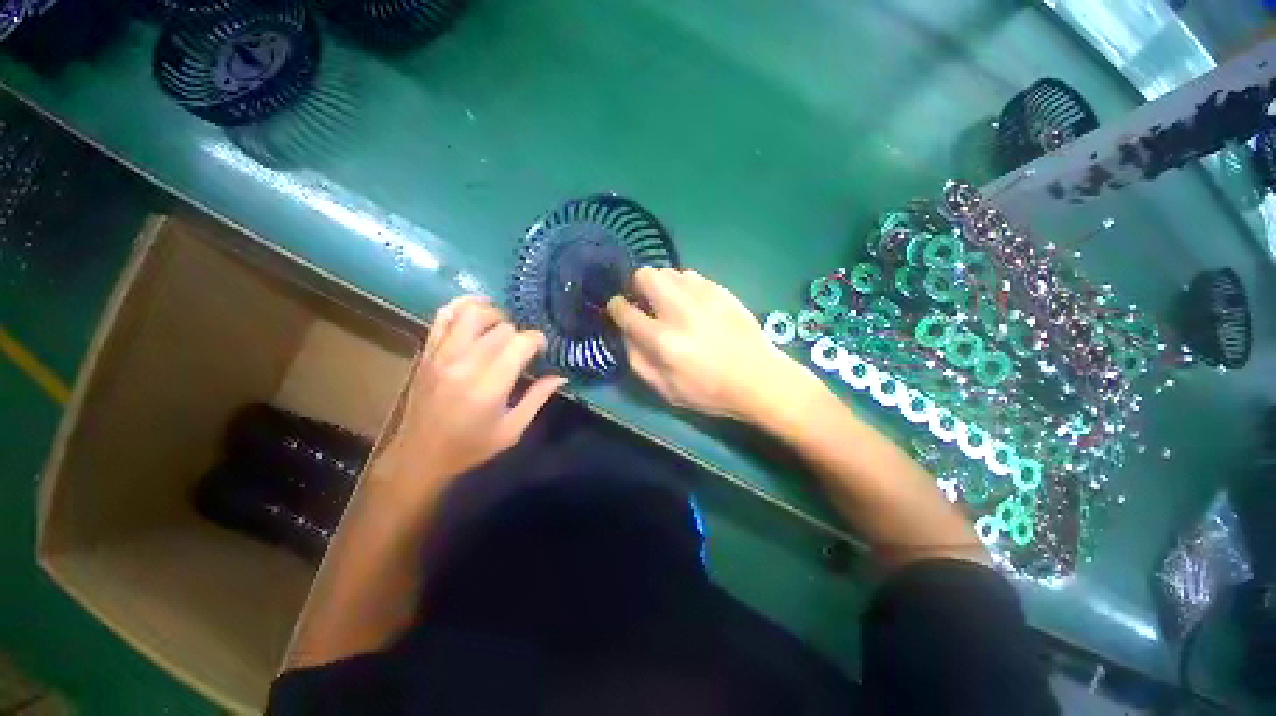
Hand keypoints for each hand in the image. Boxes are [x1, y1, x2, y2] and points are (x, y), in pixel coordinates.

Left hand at [374, 297, 565, 496]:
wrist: (419, 456)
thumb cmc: (471, 446)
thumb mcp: (513, 429)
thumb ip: (538, 398)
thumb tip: (561, 376)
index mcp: (489, 386)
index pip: (520, 343)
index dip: (537, 340)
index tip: (541, 349)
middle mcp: (465, 364)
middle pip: (501, 328)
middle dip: (519, 333)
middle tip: (522, 347)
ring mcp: (442, 354)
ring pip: (473, 313)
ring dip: (494, 314)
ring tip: (503, 326)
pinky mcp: (427, 351)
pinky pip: (443, 315)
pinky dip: (462, 305)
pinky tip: (478, 308)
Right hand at [607, 268, 820, 421]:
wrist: (757, 378)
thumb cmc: (708, 391)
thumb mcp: (665, 389)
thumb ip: (637, 359)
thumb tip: (626, 332)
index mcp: (661, 340)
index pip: (624, 310)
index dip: (616, 307)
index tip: (619, 309)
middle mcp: (678, 310)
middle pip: (644, 275)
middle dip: (637, 286)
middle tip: (646, 303)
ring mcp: (701, 295)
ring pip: (668, 272)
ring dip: (662, 285)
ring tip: (670, 303)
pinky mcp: (719, 290)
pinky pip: (690, 276)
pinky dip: (683, 287)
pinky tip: (692, 304)